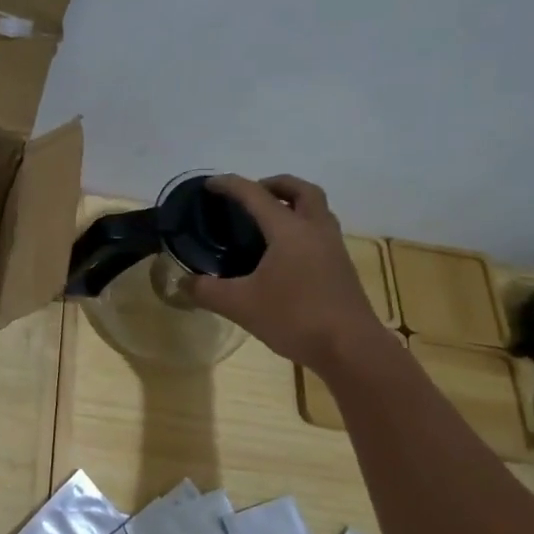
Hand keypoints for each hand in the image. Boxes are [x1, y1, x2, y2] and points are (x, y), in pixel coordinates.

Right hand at [190, 174, 387, 371]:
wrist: (351, 349)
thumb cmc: (295, 317)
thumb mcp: (240, 305)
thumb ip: (206, 290)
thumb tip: (182, 282)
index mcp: (289, 230)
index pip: (255, 195)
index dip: (230, 185)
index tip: (209, 184)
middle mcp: (315, 230)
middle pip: (301, 190)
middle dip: (274, 184)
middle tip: (251, 194)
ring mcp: (333, 248)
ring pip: (317, 209)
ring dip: (293, 204)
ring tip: (267, 220)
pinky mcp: (341, 267)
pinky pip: (320, 231)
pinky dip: (301, 227)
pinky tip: (283, 252)